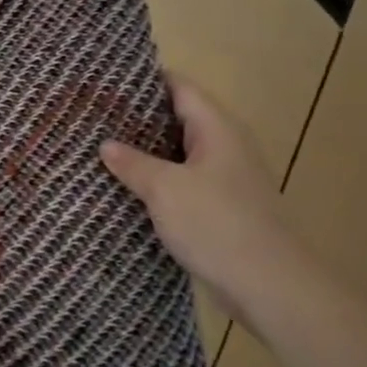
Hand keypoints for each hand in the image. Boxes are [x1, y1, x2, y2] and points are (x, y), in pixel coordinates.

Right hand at [100, 78, 307, 324]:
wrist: (270, 286)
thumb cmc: (217, 225)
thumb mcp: (165, 189)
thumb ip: (133, 163)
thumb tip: (106, 145)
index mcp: (217, 128)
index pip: (180, 87)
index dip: (145, 80)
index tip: (107, 80)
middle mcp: (226, 145)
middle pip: (179, 118)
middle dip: (140, 116)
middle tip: (95, 116)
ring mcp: (228, 178)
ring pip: (180, 152)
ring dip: (148, 151)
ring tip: (103, 148)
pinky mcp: (224, 207)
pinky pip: (185, 181)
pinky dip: (159, 179)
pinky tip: (130, 188)